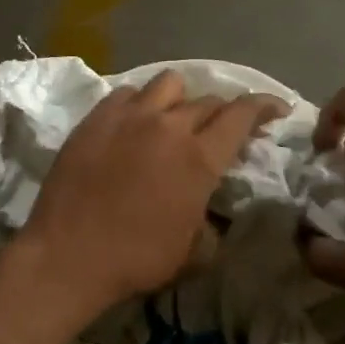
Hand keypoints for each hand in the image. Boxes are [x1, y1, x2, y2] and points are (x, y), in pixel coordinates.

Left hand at [20, 71, 287, 312]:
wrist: (68, 256)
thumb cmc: (136, 259)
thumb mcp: (194, 252)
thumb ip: (213, 222)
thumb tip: (212, 210)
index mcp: (199, 157)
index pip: (242, 115)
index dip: (264, 107)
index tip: (276, 109)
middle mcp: (168, 126)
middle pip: (207, 100)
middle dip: (223, 112)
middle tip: (220, 130)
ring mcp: (128, 117)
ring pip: (168, 84)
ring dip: (181, 100)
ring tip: (174, 119)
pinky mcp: (96, 119)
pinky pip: (127, 94)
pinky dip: (140, 104)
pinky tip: (134, 123)